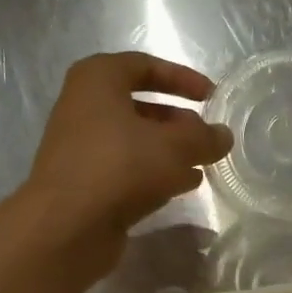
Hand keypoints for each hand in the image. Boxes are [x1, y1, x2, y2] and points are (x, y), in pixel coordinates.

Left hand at [20, 52, 231, 279]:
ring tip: (202, 165)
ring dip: (168, 151)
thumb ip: (203, 138)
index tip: (211, 97)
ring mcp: (81, 148)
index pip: (144, 66)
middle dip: (177, 121)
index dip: (182, 79)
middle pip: (139, 107)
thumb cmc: (120, 167)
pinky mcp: (85, 184)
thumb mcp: (174, 147)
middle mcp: (83, 108)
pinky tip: (182, 187)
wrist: (67, 226)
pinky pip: (125, 170)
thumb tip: (224, 136)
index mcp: (97, 80)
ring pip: (134, 142)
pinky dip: (153, 174)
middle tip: (206, 138)